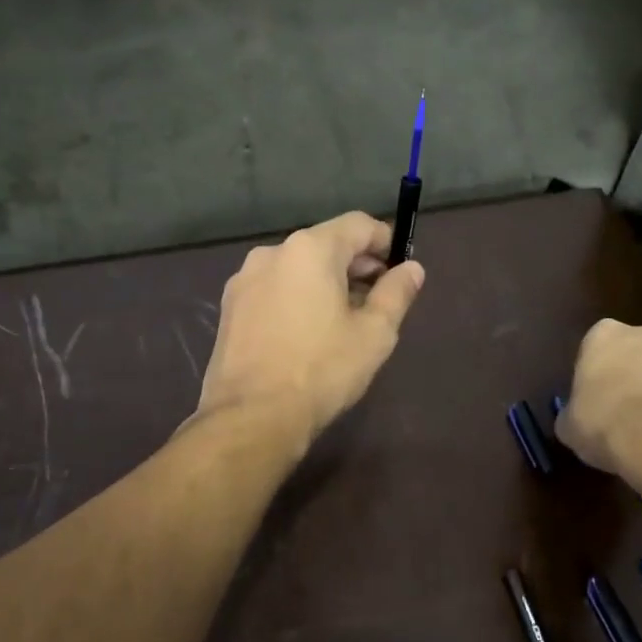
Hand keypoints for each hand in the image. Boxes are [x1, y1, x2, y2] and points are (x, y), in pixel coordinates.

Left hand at [196, 211, 426, 447]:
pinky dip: (297, 297)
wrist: (251, 417)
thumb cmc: (321, 371)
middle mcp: (273, 252)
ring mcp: (244, 279)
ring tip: (342, 321)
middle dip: (355, 264)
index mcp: (310, 249)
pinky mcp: (230, 306)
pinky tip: (306, 333)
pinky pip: (274, 287)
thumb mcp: (374, 334)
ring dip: (325, 282)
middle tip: (376, 300)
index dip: (385, 242)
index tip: (398, 272)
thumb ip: (396, 293)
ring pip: (297, 267)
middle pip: (326, 243)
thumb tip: (412, 269)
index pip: (358, 224)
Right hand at [555, 320, 641, 477]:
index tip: (595, 398)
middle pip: (639, 351)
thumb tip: (575, 419)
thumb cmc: (605, 424)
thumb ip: (572, 413)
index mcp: (605, 335)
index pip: (596, 346)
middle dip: (635, 373)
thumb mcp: (569, 425)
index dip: (596, 372)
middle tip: (626, 410)